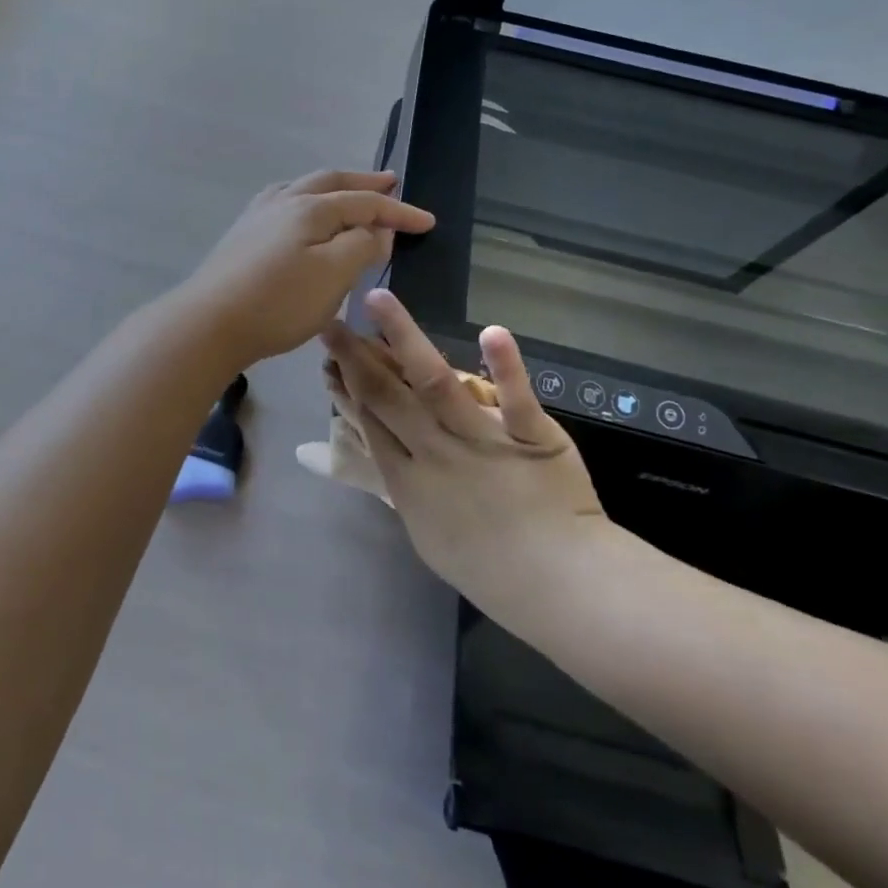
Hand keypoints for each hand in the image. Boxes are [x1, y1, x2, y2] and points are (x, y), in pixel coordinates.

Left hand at [178, 170, 434, 368]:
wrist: (208, 323)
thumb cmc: (278, 302)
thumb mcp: (333, 276)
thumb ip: (361, 247)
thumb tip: (376, 230)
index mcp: (310, 208)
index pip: (365, 202)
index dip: (398, 211)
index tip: (427, 222)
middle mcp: (283, 201)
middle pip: (331, 182)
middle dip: (364, 182)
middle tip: (391, 180)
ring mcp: (257, 216)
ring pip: (303, 188)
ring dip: (333, 188)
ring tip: (349, 192)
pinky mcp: (242, 235)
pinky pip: (283, 203)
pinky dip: (305, 200)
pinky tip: (300, 215)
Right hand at [320, 288, 605, 616]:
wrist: (559, 587)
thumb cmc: (489, 568)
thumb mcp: (428, 535)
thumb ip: (407, 488)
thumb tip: (390, 452)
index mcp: (408, 480)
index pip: (369, 420)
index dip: (345, 386)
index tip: (328, 358)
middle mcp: (435, 452)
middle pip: (386, 395)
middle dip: (355, 356)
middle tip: (331, 323)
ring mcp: (481, 440)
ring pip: (434, 382)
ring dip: (404, 337)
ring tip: (378, 299)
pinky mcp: (529, 435)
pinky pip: (515, 398)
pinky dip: (506, 366)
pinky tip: (492, 331)